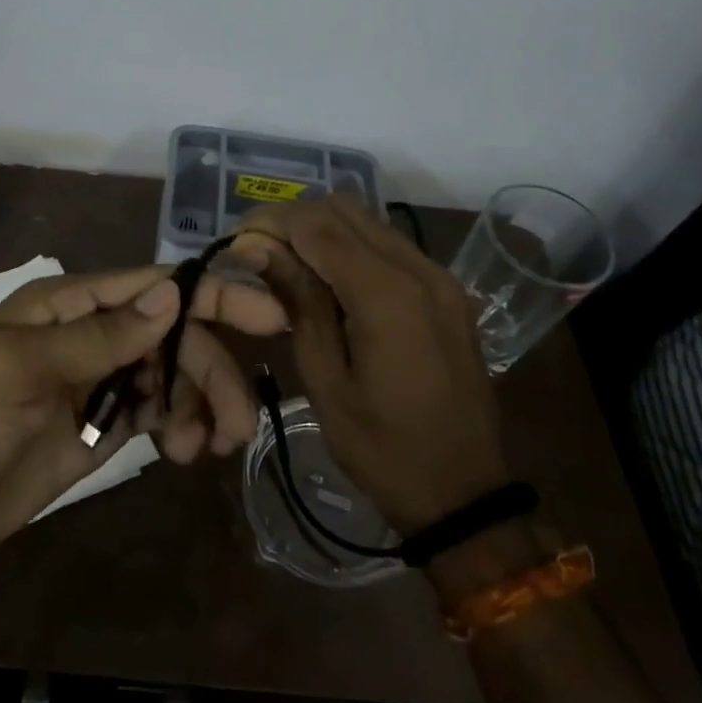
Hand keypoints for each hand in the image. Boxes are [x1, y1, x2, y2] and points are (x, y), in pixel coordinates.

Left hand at [0, 266, 285, 572]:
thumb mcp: (25, 369)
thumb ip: (100, 335)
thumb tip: (172, 296)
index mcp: (68, 305)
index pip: (151, 287)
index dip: (211, 295)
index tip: (269, 316)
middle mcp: (90, 334)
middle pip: (171, 336)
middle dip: (210, 370)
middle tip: (240, 422)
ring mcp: (98, 382)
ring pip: (170, 376)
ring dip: (199, 404)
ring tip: (206, 447)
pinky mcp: (101, 426)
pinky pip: (156, 413)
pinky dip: (179, 426)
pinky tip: (185, 451)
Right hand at [230, 197, 507, 534]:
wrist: (465, 493)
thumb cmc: (382, 447)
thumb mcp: (324, 379)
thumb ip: (297, 301)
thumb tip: (256, 247)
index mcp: (388, 296)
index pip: (317, 226)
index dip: (271, 221)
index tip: (236, 238)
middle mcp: (420, 271)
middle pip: (344, 209)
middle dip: (294, 219)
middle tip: (257, 250)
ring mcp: (440, 277)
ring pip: (368, 221)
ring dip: (322, 229)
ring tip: (285, 261)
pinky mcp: (446, 291)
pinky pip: (389, 244)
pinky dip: (350, 246)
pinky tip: (326, 277)